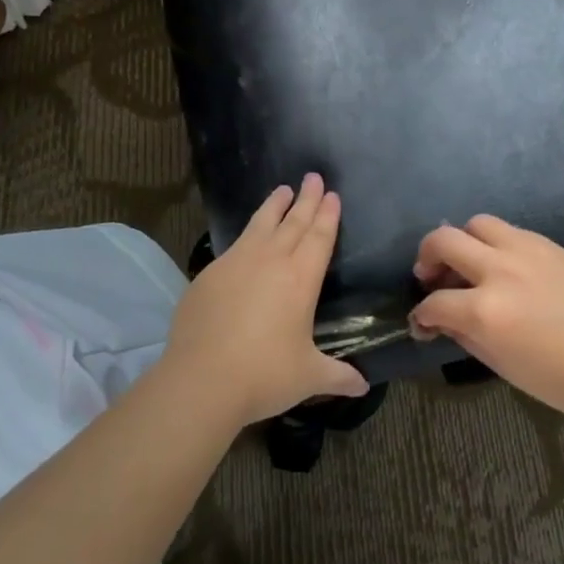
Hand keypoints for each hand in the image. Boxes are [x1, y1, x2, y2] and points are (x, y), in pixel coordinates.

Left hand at [156, 173, 368, 426]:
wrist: (201, 380)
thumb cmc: (264, 375)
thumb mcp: (308, 377)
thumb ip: (337, 376)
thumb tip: (363, 386)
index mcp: (301, 279)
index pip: (319, 237)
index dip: (327, 215)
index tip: (332, 194)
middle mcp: (270, 262)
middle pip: (293, 222)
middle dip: (306, 199)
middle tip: (313, 177)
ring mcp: (236, 264)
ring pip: (260, 225)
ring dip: (274, 206)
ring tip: (282, 189)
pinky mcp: (209, 274)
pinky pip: (235, 245)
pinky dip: (247, 232)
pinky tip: (248, 236)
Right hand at [410, 215, 563, 427]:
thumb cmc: (560, 379)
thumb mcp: (501, 365)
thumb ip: (466, 334)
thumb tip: (444, 319)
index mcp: (484, 310)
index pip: (434, 303)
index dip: (421, 316)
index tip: (423, 324)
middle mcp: (499, 269)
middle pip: (443, 240)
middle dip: (426, 257)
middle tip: (430, 277)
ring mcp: (526, 251)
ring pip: (477, 223)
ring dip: (463, 241)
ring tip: (468, 263)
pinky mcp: (549, 245)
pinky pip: (510, 231)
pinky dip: (495, 244)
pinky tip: (503, 267)